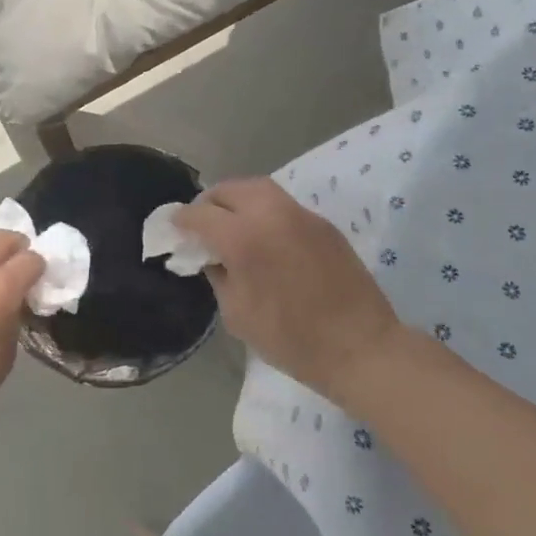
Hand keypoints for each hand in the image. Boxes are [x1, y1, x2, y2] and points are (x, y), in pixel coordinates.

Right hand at [173, 178, 405, 402]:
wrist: (361, 347)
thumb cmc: (291, 340)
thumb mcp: (238, 314)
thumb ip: (218, 276)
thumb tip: (211, 256)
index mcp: (244, 239)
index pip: (201, 214)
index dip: (182, 220)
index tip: (174, 227)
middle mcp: (271, 214)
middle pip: (230, 189)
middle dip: (210, 202)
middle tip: (202, 222)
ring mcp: (301, 215)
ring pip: (259, 188)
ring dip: (237, 199)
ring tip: (231, 221)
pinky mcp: (323, 224)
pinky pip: (283, 204)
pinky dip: (264, 210)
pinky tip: (264, 235)